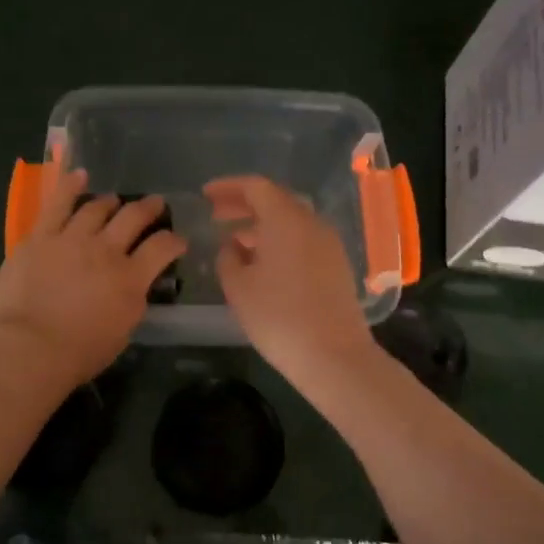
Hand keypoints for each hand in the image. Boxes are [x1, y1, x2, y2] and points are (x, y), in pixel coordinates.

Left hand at [0, 168, 185, 390]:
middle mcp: (106, 250)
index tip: (178, 240)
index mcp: (130, 279)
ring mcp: (71, 239)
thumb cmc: (77, 353)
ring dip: (110, 201)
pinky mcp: (40, 237)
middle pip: (134, 217)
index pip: (163, 248)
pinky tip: (79, 175)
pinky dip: (70, 186)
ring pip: (97, 207)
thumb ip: (132, 303)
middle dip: (149, 208)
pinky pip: (57, 203)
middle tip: (156, 204)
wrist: (27, 348)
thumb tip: (135, 286)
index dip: (174, 241)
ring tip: (114, 200)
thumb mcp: (121, 333)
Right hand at [205, 175, 376, 385]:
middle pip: (276, 200)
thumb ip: (228, 258)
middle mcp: (312, 223)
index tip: (205, 195)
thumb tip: (233, 246)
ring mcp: (329, 244)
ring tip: (235, 242)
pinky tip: (263, 263)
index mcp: (286, 220)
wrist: (334, 356)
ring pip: (291, 222)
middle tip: (216, 215)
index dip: (228, 187)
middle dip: (243, 205)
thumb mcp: (238, 287)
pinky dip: (280, 241)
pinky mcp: (337, 266)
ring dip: (261, 225)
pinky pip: (303, 240)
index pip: (256, 187)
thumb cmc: (278, 317)